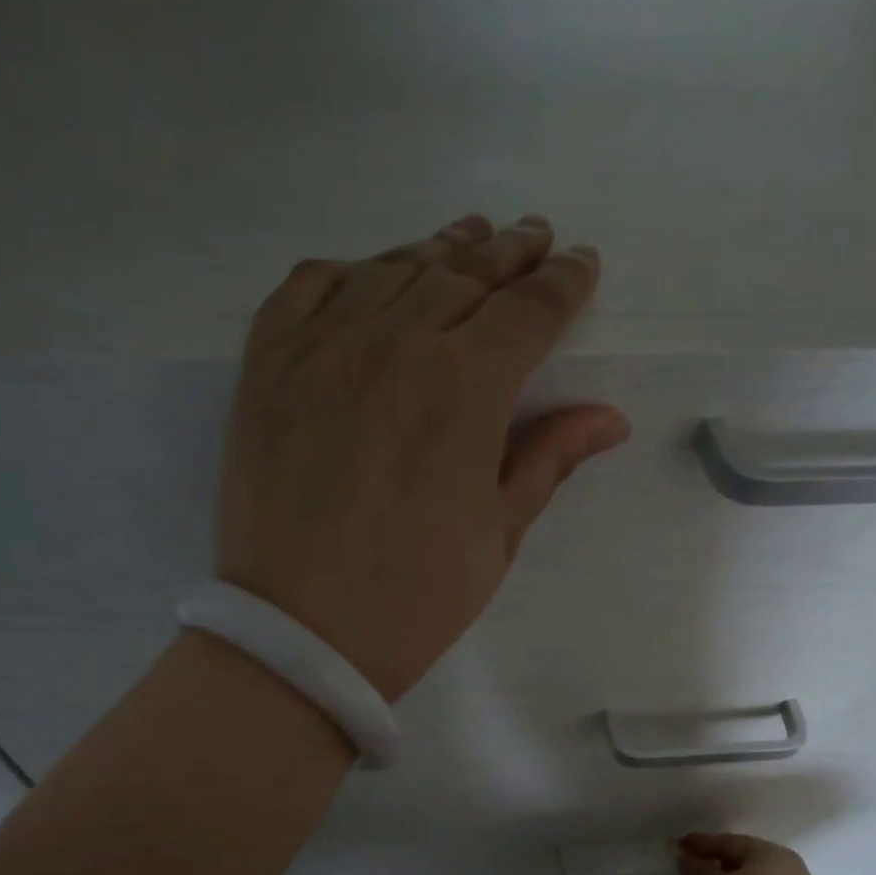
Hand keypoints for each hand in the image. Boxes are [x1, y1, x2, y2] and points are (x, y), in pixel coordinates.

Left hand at [214, 213, 631, 701]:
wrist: (299, 636)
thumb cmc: (413, 598)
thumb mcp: (497, 535)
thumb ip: (548, 459)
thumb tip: (609, 416)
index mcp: (466, 388)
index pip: (529, 311)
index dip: (563, 283)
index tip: (581, 264)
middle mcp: (396, 344)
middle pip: (465, 276)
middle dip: (510, 255)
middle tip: (535, 239)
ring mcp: (322, 347)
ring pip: (391, 270)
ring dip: (438, 249)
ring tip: (467, 238)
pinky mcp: (266, 365)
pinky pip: (307, 288)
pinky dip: (346, 271)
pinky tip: (367, 275)